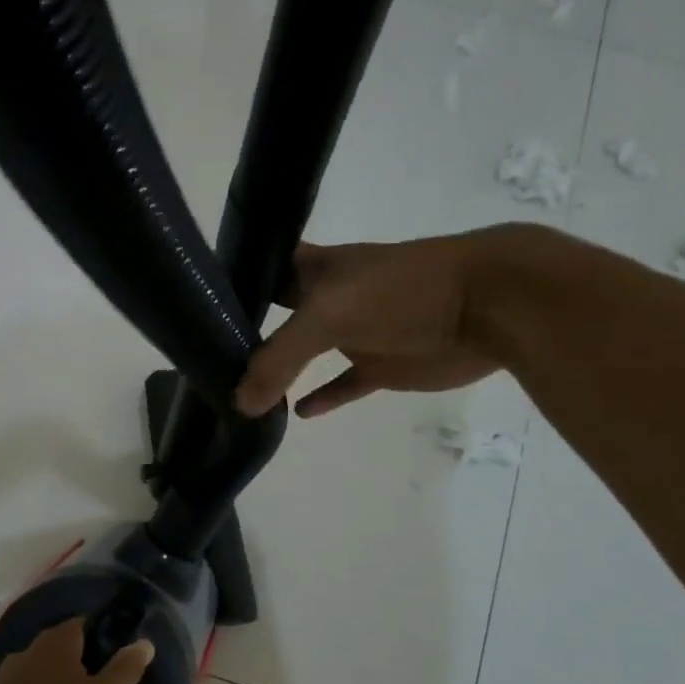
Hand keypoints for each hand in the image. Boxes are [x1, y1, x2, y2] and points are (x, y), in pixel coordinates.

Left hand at [0, 619, 154, 683]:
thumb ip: (124, 671)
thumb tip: (144, 642)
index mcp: (56, 642)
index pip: (81, 624)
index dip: (100, 635)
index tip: (115, 654)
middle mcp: (26, 651)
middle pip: (57, 648)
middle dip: (76, 662)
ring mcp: (4, 679)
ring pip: (37, 673)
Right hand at [233, 233, 506, 418]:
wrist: (486, 305)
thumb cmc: (400, 292)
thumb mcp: (327, 316)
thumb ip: (279, 359)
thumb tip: (240, 404)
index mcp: (315, 270)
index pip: (263, 270)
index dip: (234, 280)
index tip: (198, 302)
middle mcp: (328, 298)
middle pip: (278, 315)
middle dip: (247, 330)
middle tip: (208, 355)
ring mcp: (356, 333)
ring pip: (307, 354)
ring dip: (279, 372)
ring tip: (240, 391)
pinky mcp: (381, 366)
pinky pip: (344, 385)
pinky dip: (324, 398)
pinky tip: (297, 413)